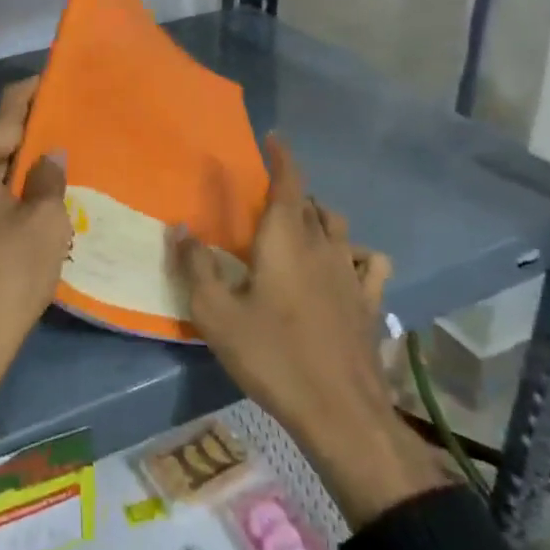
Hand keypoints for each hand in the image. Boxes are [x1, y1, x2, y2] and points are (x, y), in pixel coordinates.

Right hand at [172, 136, 446, 524]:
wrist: (339, 411)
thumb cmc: (271, 355)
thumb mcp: (216, 314)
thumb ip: (196, 266)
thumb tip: (179, 227)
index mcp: (286, 238)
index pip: (288, 181)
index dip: (281, 156)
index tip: (273, 138)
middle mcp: (323, 245)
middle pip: (311, 204)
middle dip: (291, 193)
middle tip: (268, 202)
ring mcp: (352, 273)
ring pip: (339, 228)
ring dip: (320, 219)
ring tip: (301, 229)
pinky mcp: (369, 303)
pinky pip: (370, 263)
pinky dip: (357, 253)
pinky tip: (347, 266)